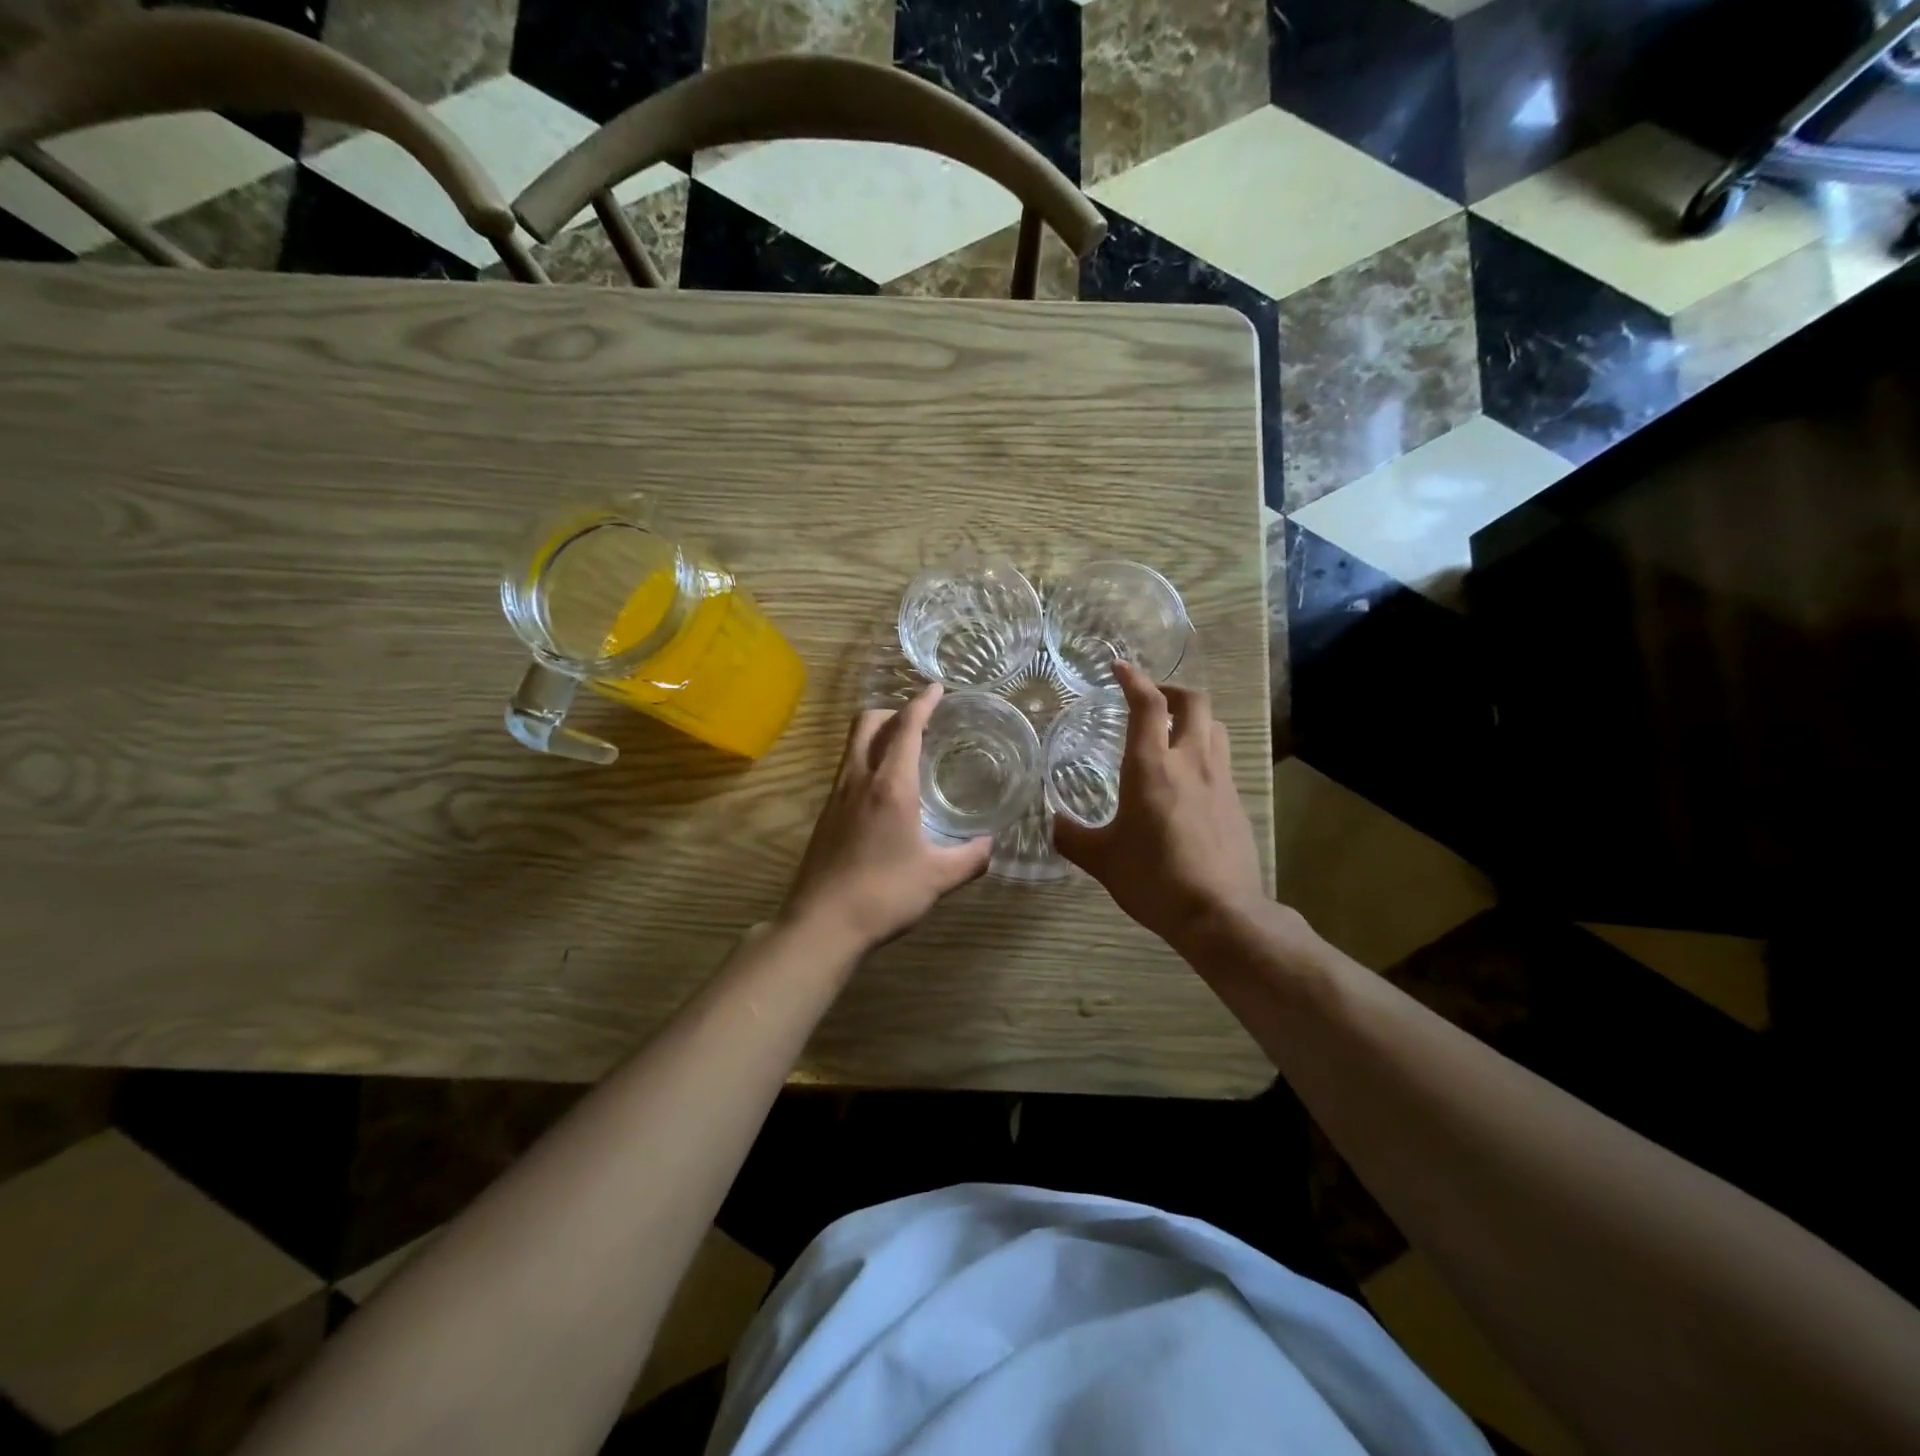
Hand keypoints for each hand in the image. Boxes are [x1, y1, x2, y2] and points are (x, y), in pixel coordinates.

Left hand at [782, 684, 992, 954]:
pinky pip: (847, 769)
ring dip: (877, 734)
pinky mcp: (825, 815)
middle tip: (920, 721)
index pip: (906, 728)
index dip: (922, 703)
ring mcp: (836, 796)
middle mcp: (858, 779)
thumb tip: (990, 846)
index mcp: (890, 785)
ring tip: (904, 750)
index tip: (936, 688)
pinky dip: (867, 760)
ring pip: (853, 745)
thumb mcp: (938, 878)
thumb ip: (970, 858)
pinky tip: (883, 790)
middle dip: (894, 711)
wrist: (821, 924)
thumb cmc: (884, 894)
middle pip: (868, 723)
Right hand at [1053, 662, 1266, 951]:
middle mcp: (1190, 762)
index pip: (1147, 705)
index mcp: (1152, 767)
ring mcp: (1219, 780)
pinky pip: (1221, 759)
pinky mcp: (1236, 802)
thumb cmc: (1153, 879)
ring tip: (1172, 731)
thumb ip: (1071, 836)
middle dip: (1171, 690)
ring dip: (1193, 717)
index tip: (1119, 667)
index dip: (1133, 679)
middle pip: (1193, 702)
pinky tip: (1188, 778)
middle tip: (1151, 699)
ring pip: (1214, 726)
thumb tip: (1051, 822)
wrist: (1220, 913)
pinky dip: (1204, 751)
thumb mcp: (1101, 860)